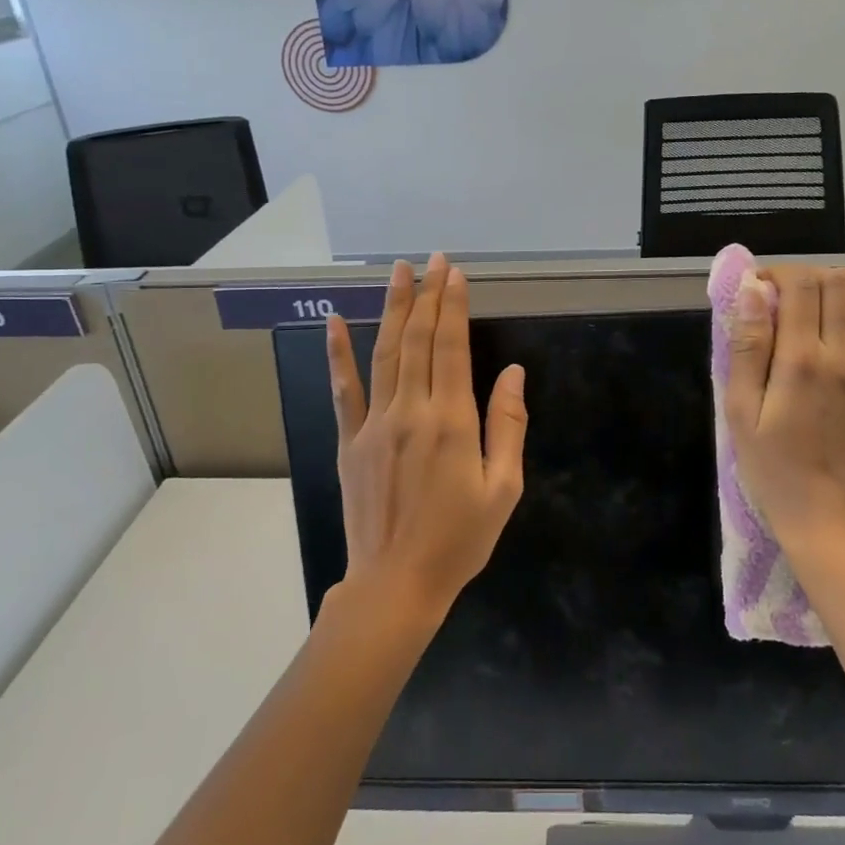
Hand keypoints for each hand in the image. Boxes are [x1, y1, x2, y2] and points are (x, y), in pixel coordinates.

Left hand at [325, 254, 527, 615]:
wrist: (396, 585)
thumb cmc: (458, 540)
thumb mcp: (503, 489)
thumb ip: (508, 426)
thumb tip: (512, 372)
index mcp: (452, 422)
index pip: (452, 347)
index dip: (454, 307)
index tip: (455, 274)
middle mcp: (410, 412)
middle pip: (418, 341)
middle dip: (427, 296)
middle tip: (432, 260)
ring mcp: (374, 424)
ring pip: (384, 354)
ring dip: (392, 310)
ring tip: (398, 273)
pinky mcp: (350, 442)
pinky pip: (344, 390)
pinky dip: (338, 354)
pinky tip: (333, 323)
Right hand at [724, 265, 844, 556]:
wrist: (827, 515)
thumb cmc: (773, 466)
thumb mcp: (740, 410)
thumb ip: (748, 348)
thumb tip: (755, 292)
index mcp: (800, 360)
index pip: (800, 288)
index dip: (781, 274)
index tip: (765, 286)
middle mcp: (844, 356)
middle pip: (840, 286)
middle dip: (815, 276)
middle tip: (796, 294)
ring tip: (840, 283)